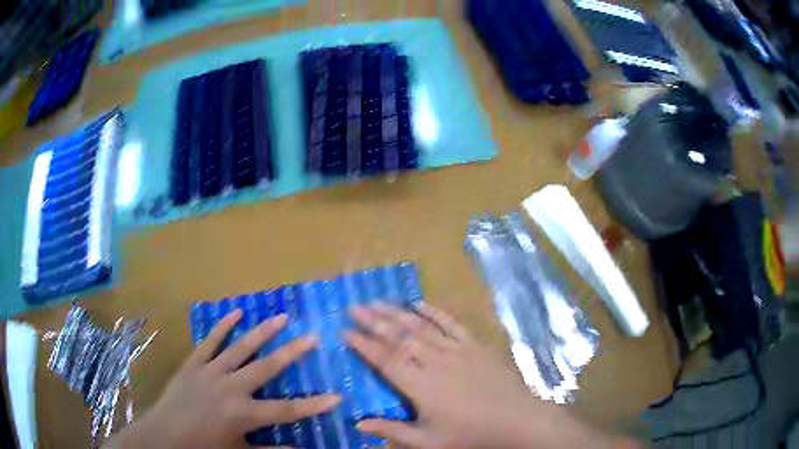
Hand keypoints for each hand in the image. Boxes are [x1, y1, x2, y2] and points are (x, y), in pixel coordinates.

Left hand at [105, 309, 339, 448]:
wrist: (165, 436)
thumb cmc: (204, 447)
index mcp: (244, 414)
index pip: (287, 410)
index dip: (314, 405)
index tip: (337, 396)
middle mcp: (231, 388)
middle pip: (267, 368)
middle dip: (292, 353)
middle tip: (311, 337)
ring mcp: (211, 372)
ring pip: (241, 348)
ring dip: (262, 332)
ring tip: (280, 317)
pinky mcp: (194, 363)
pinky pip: (210, 342)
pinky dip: (223, 327)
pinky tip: (236, 313)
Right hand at [346, 303, 629, 448]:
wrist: (517, 420)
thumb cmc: (470, 435)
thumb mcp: (428, 442)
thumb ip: (392, 430)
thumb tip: (358, 423)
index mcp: (420, 385)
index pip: (385, 360)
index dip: (363, 345)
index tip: (345, 331)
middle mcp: (434, 362)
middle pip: (398, 337)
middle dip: (373, 320)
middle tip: (353, 306)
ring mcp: (456, 350)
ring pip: (420, 327)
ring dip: (396, 313)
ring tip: (376, 300)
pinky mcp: (475, 345)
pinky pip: (450, 324)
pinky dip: (433, 312)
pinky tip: (419, 303)